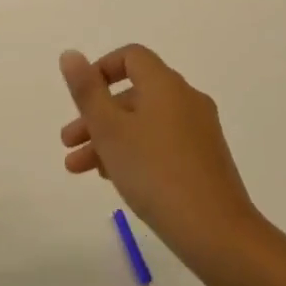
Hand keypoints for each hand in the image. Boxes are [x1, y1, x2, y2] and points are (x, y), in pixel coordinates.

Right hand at [59, 45, 261, 267]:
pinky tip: (116, 179)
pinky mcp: (205, 159)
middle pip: (134, 94)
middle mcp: (186, 99)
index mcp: (166, 85)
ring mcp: (200, 130)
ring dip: (110, 138)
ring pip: (145, 122)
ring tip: (80, 170)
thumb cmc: (155, 172)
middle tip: (68, 143)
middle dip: (96, 115)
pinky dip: (135, 151)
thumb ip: (87, 91)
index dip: (101, 69)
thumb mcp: (110, 131)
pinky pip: (162, 142)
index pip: (132, 57)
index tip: (79, 98)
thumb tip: (71, 54)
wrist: (216, 231)